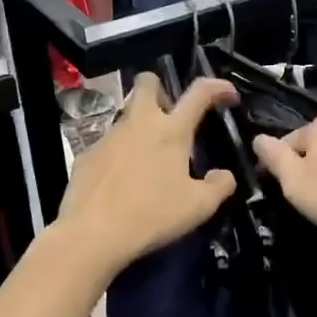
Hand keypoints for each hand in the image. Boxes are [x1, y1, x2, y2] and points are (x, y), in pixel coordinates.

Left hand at [56, 74, 238, 275]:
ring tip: (148, 160)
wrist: (93, 234)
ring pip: (126, 115)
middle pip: (147, 83)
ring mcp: (109, 137)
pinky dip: (119, 155)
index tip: (229, 95)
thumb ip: (219, 186)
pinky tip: (121, 182)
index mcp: (172, 131)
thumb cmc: (152, 215)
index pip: (199, 92)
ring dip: (140, 126)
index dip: (218, 86)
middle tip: (170, 117)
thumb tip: (224, 175)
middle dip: (161, 90)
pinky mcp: (87, 155)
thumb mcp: (199, 207)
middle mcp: (139, 123)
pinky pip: (108, 145)